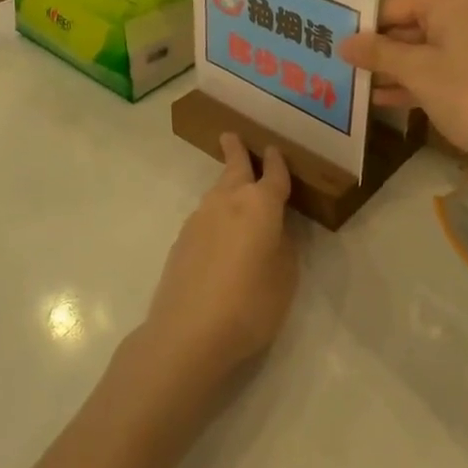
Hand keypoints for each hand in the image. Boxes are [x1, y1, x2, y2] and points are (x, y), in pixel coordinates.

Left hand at [137, 134, 297, 391]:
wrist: (188, 332)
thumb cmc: (250, 304)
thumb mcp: (285, 279)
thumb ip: (284, 247)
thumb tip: (276, 231)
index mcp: (260, 205)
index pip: (273, 175)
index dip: (277, 163)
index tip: (274, 150)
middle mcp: (228, 201)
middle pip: (234, 167)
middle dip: (236, 150)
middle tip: (231, 136)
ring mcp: (200, 218)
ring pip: (217, 192)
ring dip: (226, 186)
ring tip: (233, 190)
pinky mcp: (181, 239)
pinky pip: (205, 217)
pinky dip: (215, 215)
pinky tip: (218, 236)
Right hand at [339, 0, 467, 165]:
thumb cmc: (467, 92)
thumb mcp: (416, 71)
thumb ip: (377, 53)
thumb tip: (343, 43)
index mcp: (453, 0)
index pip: (396, 4)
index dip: (366, 25)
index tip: (336, 43)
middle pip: (411, 25)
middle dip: (379, 49)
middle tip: (341, 64)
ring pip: (425, 49)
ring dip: (393, 68)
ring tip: (356, 84)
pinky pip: (441, 67)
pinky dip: (416, 80)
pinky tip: (383, 99)